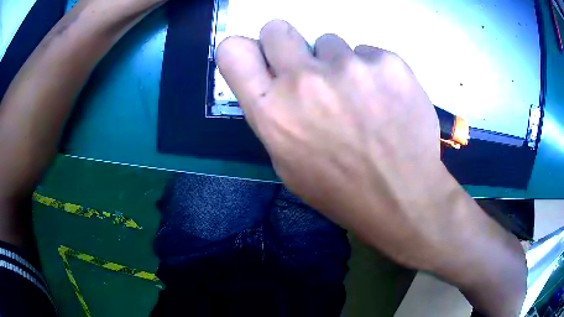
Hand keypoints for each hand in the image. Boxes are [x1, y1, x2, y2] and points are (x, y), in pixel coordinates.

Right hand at [217, 20, 526, 315]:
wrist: (416, 209)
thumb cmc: (348, 194)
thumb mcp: (293, 165)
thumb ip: (275, 116)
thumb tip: (268, 83)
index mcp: (273, 114)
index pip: (236, 53)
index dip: (239, 48)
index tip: (247, 50)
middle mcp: (305, 80)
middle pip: (278, 28)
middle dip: (286, 40)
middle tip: (309, 65)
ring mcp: (350, 67)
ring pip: (333, 38)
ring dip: (340, 60)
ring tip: (363, 99)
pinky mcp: (392, 63)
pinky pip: (368, 48)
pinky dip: (374, 68)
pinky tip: (391, 101)